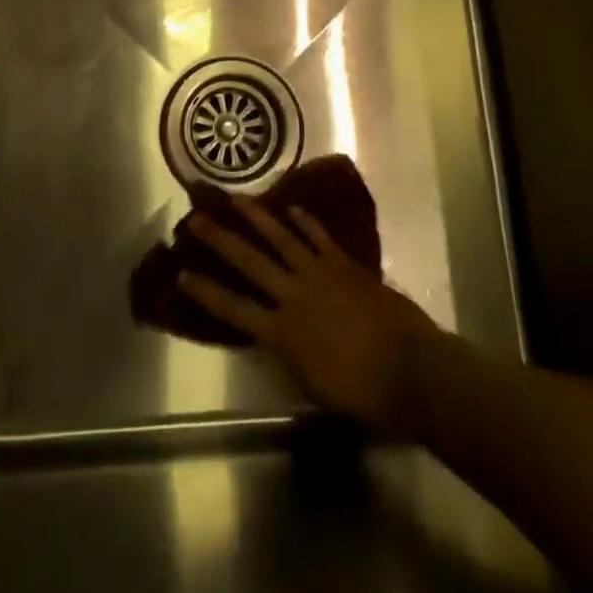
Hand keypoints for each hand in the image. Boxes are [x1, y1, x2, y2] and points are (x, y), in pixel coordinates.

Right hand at [180, 201, 437, 432]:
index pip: (234, 309)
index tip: (180, 273)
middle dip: (220, 240)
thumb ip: (290, 355)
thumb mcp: (313, 385)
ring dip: (257, 218)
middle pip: (250, 262)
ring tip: (237, 199)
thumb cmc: (363, 393)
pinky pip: (319, 237)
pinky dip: (305, 221)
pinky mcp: (345, 264)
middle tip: (196, 218)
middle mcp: (294, 295)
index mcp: (283, 333)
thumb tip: (275, 335)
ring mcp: (320, 273)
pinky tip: (291, 208)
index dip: (205, 291)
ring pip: (281, 238)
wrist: (412, 370)